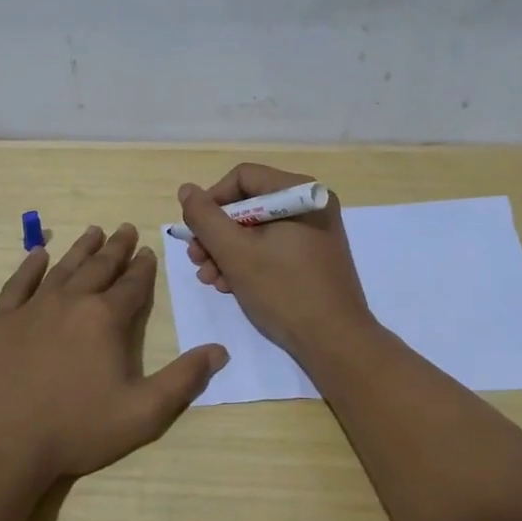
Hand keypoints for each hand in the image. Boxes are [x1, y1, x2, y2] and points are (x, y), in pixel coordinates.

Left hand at [0, 224, 228, 483]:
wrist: (4, 445)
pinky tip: (38, 254)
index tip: (148, 251)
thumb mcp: (143, 413)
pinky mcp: (2, 321)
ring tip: (94, 231)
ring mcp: (32, 308)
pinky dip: (30, 265)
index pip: (132, 284)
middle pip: (99, 267)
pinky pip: (18, 283)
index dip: (143, 267)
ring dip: (81, 249)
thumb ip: (183, 379)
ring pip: (63, 268)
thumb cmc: (78, 429)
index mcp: (105, 318)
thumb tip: (219, 350)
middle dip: (116, 248)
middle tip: (125, 229)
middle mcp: (71, 301)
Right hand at [177, 164, 373, 357]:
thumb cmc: (284, 291)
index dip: (212, 201)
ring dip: (226, 252)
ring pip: (256, 229)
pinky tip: (230, 286)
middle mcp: (309, 205)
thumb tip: (187, 190)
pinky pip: (271, 247)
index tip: (195, 233)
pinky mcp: (312, 257)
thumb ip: (205, 218)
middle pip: (247, 204)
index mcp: (298, 193)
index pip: (242, 178)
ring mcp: (313, 232)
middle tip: (197, 260)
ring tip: (210, 279)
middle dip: (216, 234)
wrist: (335, 342)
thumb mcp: (235, 252)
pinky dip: (248, 262)